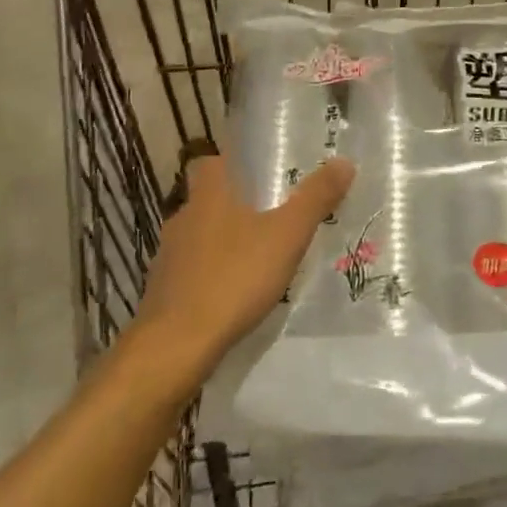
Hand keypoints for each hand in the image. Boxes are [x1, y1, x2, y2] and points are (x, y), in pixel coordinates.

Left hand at [131, 153, 354, 375]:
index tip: (259, 174)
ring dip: (222, 243)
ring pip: (198, 237)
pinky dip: (209, 276)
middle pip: (207, 200)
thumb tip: (344, 161)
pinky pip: (190, 272)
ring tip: (256, 259)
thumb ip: (315, 199)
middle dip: (235, 206)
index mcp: (208, 196)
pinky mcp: (162, 291)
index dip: (233, 163)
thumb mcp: (287, 236)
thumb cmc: (233, 278)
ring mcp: (168, 256)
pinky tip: (232, 295)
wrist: (176, 345)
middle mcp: (182, 218)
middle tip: (270, 218)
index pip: (211, 162)